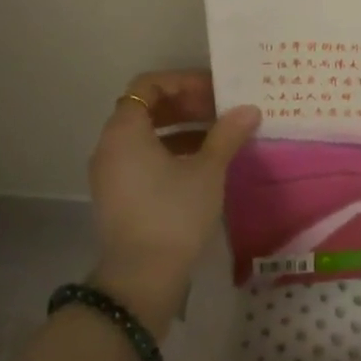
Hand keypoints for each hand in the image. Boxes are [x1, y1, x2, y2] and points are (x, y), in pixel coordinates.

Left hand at [87, 71, 260, 336]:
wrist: (141, 279)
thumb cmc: (173, 213)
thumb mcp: (207, 170)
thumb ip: (227, 134)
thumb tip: (249, 109)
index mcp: (125, 130)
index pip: (149, 85)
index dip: (183, 82)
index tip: (214, 91)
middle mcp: (110, 145)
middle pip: (147, 108)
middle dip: (186, 104)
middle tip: (222, 110)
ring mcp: (111, 172)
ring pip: (147, 134)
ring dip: (182, 128)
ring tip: (220, 135)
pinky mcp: (118, 195)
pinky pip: (144, 157)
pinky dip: (172, 150)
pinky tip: (204, 163)